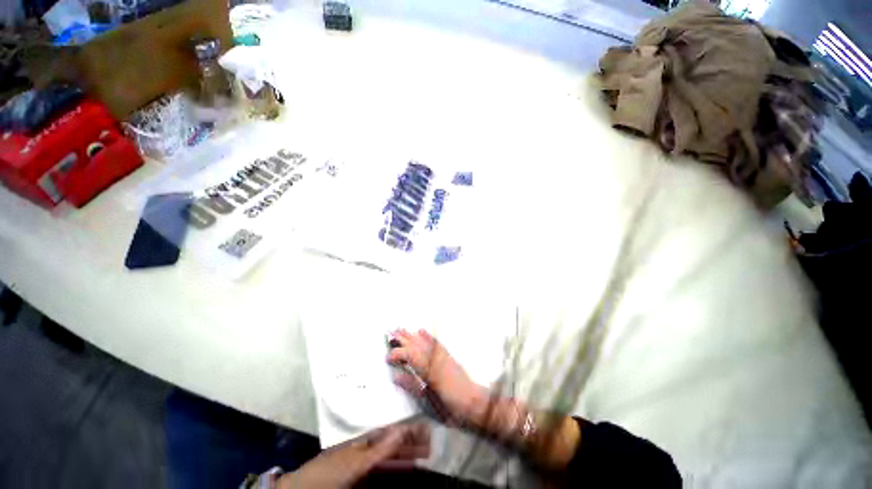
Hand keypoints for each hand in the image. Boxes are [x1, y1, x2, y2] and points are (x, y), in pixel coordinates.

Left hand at [278, 423, 429, 488]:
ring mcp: (364, 464)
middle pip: (394, 444)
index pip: (394, 433)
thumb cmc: (327, 473)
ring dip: (407, 455)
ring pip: (391, 457)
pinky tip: (405, 468)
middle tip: (432, 444)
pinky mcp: (361, 476)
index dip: (411, 432)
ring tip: (424, 454)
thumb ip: (379, 449)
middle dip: (413, 443)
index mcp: (366, 441)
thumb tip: (401, 429)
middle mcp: (368, 449)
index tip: (428, 431)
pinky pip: (383, 470)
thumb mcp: (354, 462)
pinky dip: (396, 468)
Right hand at [387, 329, 485, 424]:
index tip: (388, 358)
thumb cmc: (450, 407)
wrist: (473, 403)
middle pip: (415, 345)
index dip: (397, 354)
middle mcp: (434, 359)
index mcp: (428, 370)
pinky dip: (427, 336)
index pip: (409, 356)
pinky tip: (421, 331)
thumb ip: (411, 387)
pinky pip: (435, 342)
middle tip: (390, 335)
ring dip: (411, 335)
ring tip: (401, 330)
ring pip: (423, 341)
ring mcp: (442, 356)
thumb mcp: (428, 402)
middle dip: (402, 339)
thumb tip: (396, 377)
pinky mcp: (447, 356)